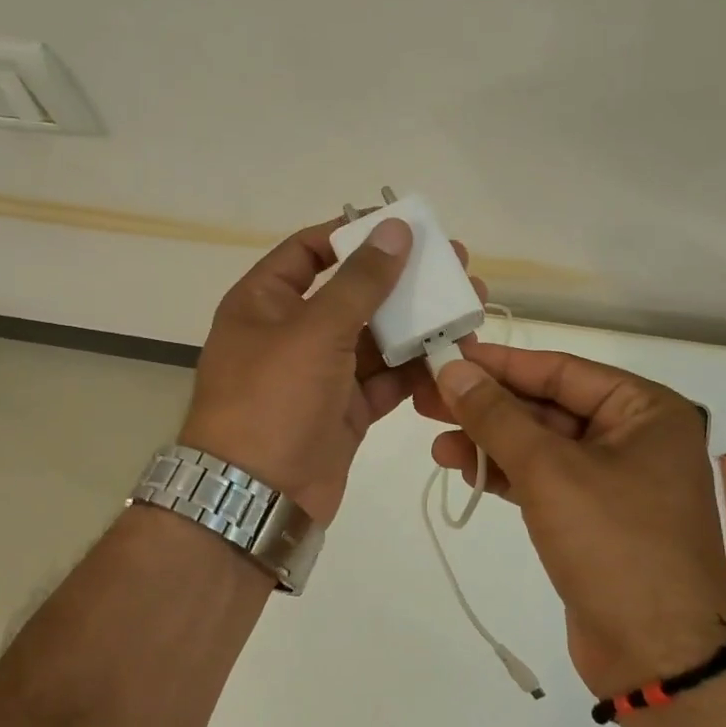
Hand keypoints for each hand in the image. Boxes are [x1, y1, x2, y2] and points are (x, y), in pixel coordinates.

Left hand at [181, 217, 482, 525]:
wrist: (257, 498)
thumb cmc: (273, 400)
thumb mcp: (314, 331)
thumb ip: (360, 282)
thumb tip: (394, 228)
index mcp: (263, 303)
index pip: (308, 252)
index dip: (352, 235)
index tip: (402, 228)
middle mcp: (290, 333)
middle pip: (352, 294)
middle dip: (402, 282)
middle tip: (456, 266)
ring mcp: (319, 374)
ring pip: (374, 338)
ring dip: (417, 325)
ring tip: (468, 308)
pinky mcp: (345, 411)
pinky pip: (383, 380)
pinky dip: (414, 369)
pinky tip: (453, 355)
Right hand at [418, 344, 725, 696]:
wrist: (658, 657)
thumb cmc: (614, 544)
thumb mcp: (549, 471)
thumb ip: (496, 417)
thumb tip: (451, 370)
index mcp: (645, 410)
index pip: (559, 371)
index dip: (499, 364)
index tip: (446, 356)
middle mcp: (634, 437)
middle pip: (547, 407)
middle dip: (487, 406)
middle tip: (427, 398)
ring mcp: (614, 481)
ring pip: (540, 446)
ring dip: (489, 442)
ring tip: (435, 441)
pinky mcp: (593, 519)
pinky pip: (543, 481)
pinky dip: (505, 474)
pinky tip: (463, 468)